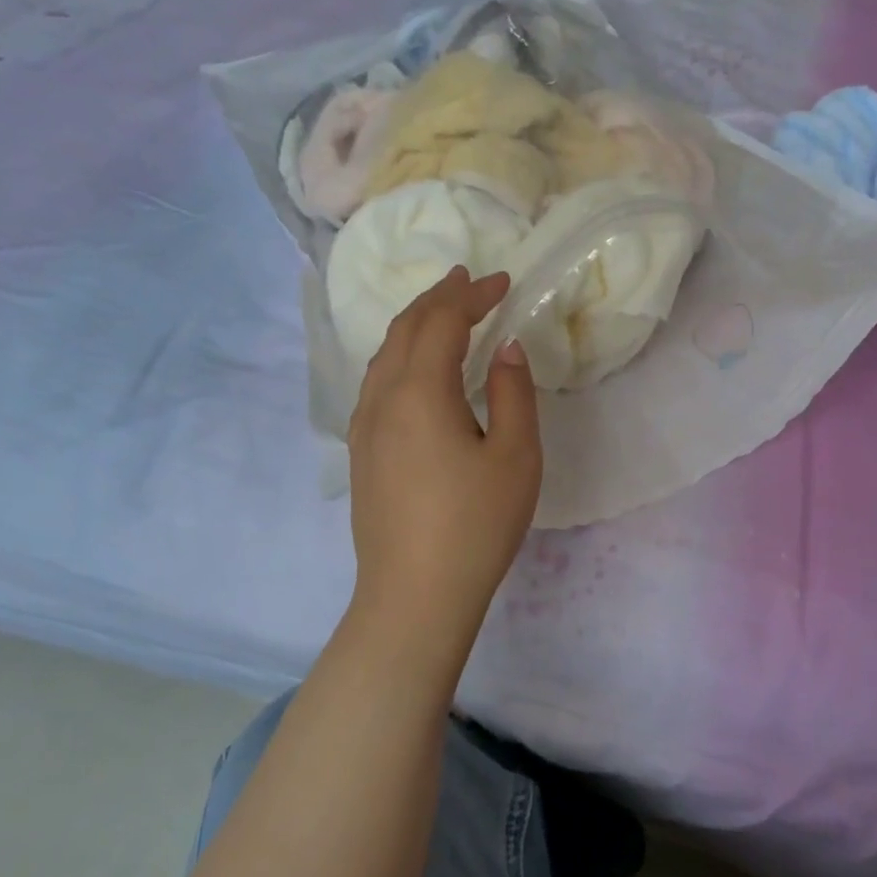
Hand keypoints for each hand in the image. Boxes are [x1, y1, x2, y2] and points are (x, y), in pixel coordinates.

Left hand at [346, 267, 542, 643]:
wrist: (414, 595)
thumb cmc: (475, 525)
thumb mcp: (515, 456)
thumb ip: (513, 392)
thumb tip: (505, 348)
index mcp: (418, 392)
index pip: (442, 322)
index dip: (471, 295)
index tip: (502, 282)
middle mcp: (381, 399)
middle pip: (405, 329)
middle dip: (438, 299)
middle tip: (467, 280)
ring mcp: (364, 427)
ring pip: (384, 354)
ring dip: (415, 325)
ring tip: (443, 313)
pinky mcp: (361, 452)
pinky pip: (376, 382)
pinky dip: (400, 355)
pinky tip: (416, 369)